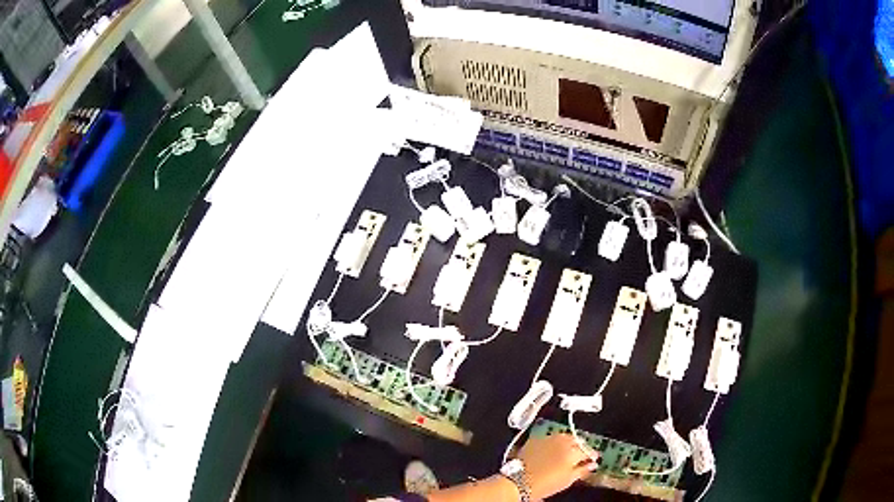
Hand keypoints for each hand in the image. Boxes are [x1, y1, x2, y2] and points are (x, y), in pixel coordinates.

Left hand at [517, 434, 598, 499]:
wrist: (518, 481)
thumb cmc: (544, 484)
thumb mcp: (566, 481)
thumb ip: (582, 471)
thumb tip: (592, 465)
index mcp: (572, 452)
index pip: (588, 450)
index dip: (592, 455)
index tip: (594, 459)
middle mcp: (562, 442)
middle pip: (578, 440)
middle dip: (582, 446)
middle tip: (583, 454)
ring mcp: (548, 439)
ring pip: (565, 436)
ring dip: (571, 441)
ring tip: (571, 450)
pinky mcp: (537, 439)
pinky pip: (552, 436)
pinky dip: (557, 441)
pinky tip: (556, 447)